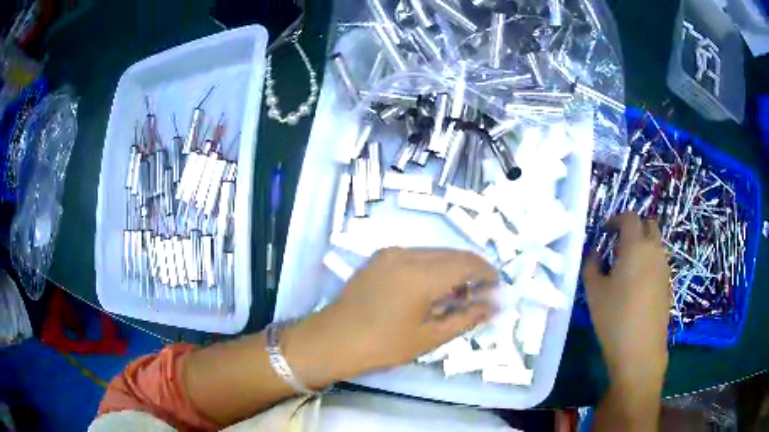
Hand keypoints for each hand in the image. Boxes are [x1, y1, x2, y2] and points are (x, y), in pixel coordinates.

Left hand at [324, 248, 495, 370]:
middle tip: (480, 294)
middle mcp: (407, 254)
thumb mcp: (428, 337)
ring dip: (451, 269)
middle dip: (471, 271)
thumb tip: (492, 307)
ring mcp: (390, 253)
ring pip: (433, 254)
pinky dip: (431, 268)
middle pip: (451, 255)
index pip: (466, 263)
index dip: (486, 272)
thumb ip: (465, 318)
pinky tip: (431, 289)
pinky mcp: (379, 258)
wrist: (332, 340)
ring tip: (457, 295)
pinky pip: (415, 256)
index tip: (496, 287)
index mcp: (422, 274)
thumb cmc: (382, 345)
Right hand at [583, 213, 670, 391]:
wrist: (640, 350)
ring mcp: (664, 267)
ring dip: (642, 244)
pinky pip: (659, 261)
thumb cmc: (614, 317)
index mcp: (635, 246)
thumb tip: (594, 253)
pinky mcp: (667, 284)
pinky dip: (649, 261)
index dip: (616, 219)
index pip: (629, 218)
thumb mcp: (594, 292)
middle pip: (648, 225)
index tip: (604, 231)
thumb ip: (592, 265)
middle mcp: (654, 250)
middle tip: (618, 243)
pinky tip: (637, 283)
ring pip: (656, 243)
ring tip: (627, 265)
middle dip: (634, 227)